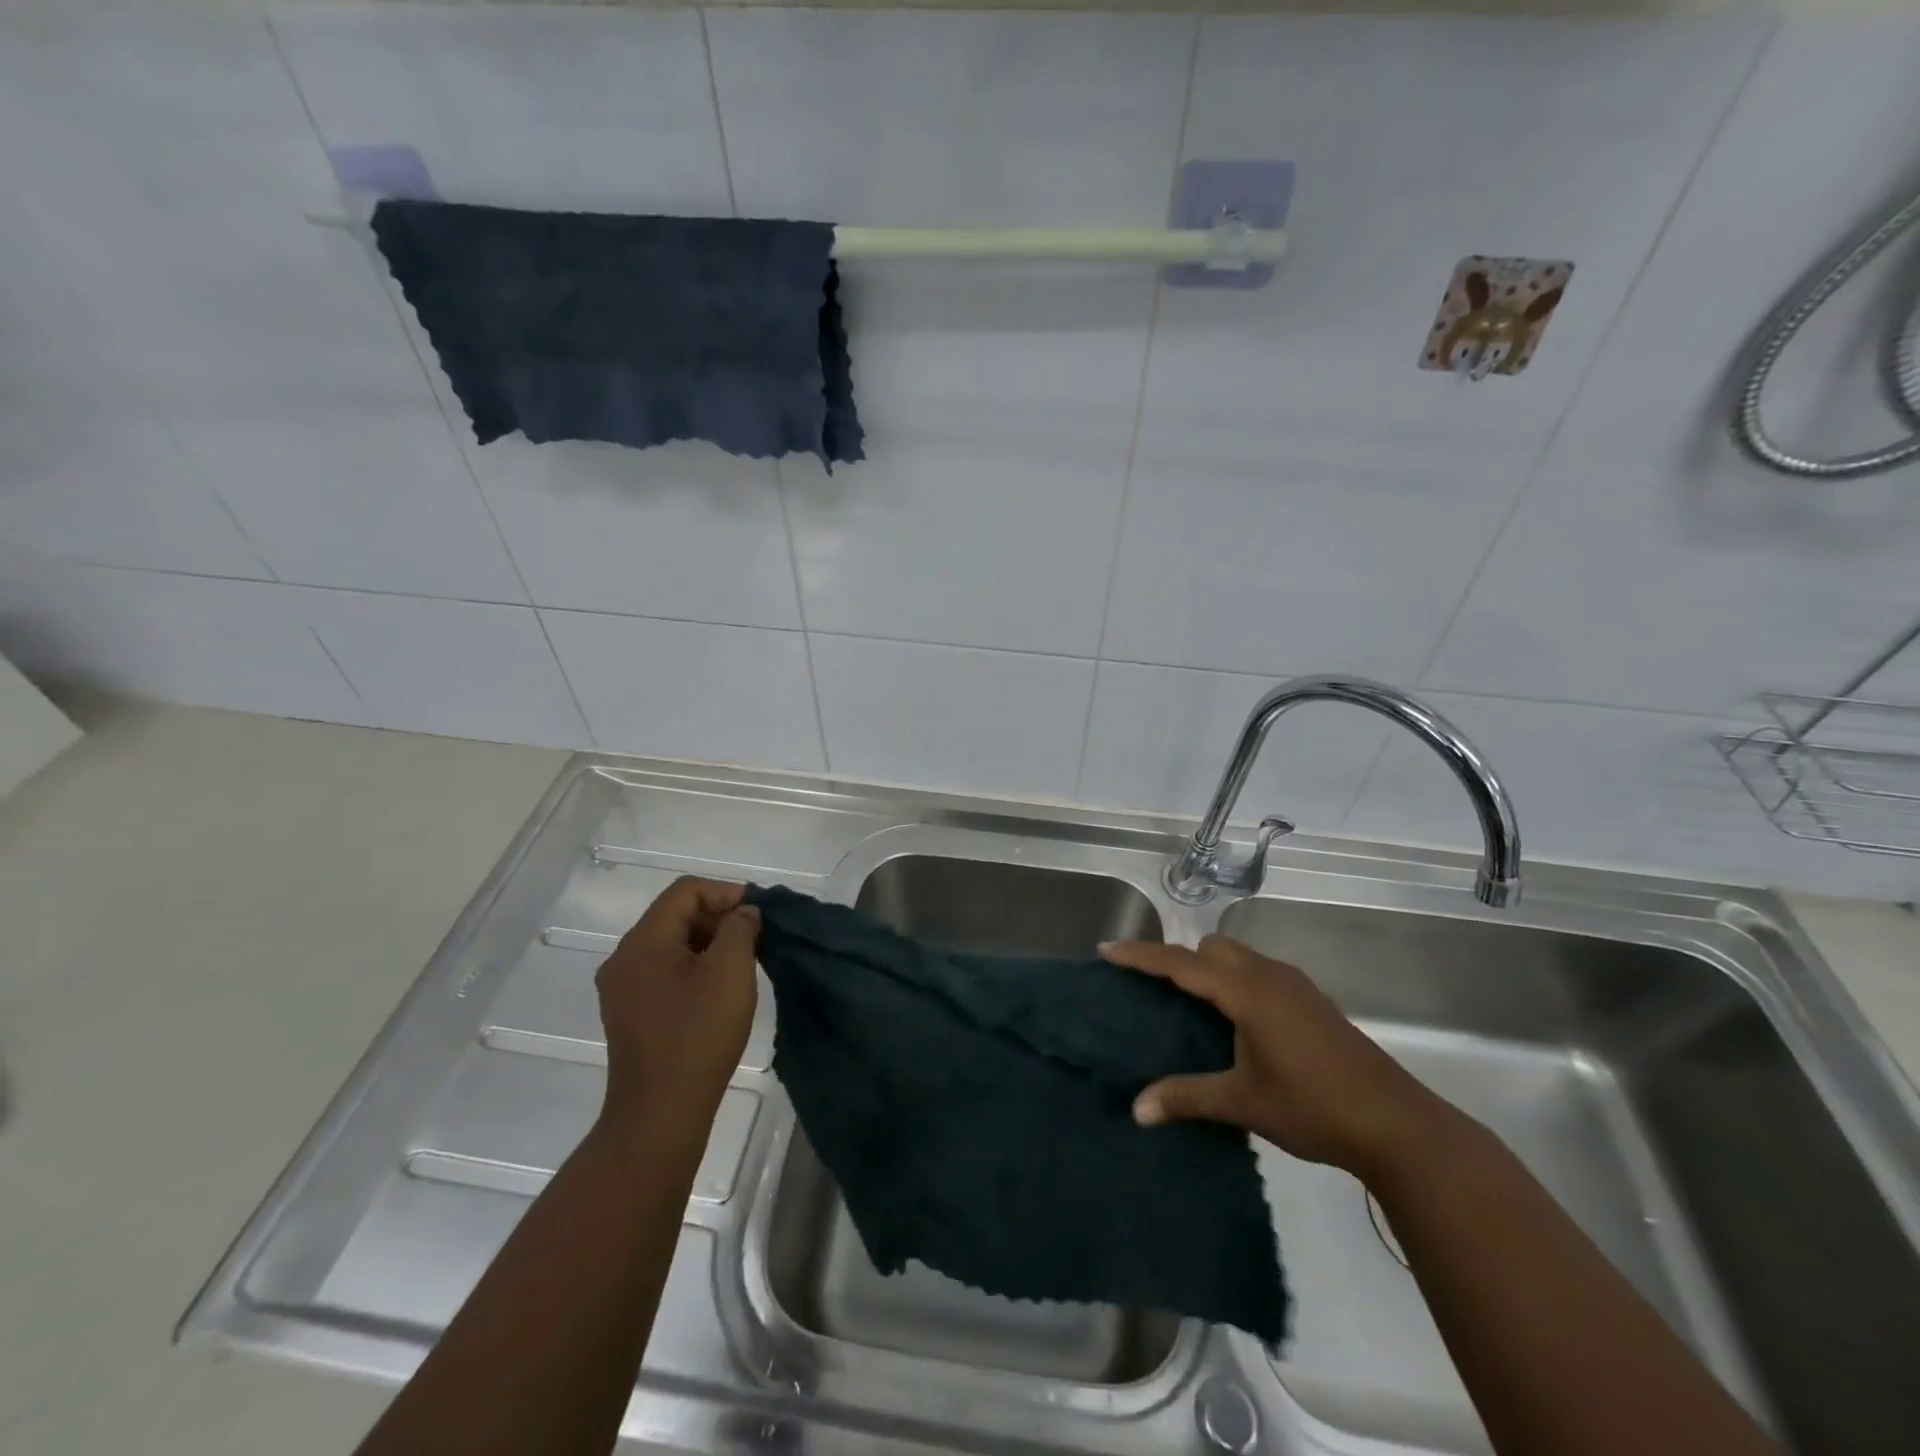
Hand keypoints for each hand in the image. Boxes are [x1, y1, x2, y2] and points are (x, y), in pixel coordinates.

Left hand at [596, 877, 759, 1126]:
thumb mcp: (730, 971)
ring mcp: (622, 989)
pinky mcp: (629, 1014)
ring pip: (671, 944)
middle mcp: (624, 958)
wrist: (660, 1113)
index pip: (685, 891)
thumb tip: (742, 914)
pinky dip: (694, 967)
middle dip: (719, 917)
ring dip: (709, 943)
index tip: (759, 913)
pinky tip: (719, 989)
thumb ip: (740, 928)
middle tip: (756, 937)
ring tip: (743, 962)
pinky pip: (664, 971)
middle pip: (675, 915)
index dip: (726, 892)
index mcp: (642, 942)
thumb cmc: (698, 1034)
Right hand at [1101, 934, 1454, 1179]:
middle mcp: (1269, 976)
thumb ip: (1187, 1097)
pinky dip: (1237, 982)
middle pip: (1212, 948)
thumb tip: (1136, 1109)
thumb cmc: (1313, 1107)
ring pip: (1239, 957)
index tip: (1106, 949)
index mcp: (1247, 992)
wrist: (1397, 1125)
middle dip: (1180, 959)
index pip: (1181, 963)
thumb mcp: (1243, 1103)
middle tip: (1156, 991)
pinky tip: (1238, 1025)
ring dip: (1211, 970)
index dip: (1141, 955)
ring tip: (1193, 1008)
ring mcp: (1296, 986)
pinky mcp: (1313, 1002)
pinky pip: (1259, 973)